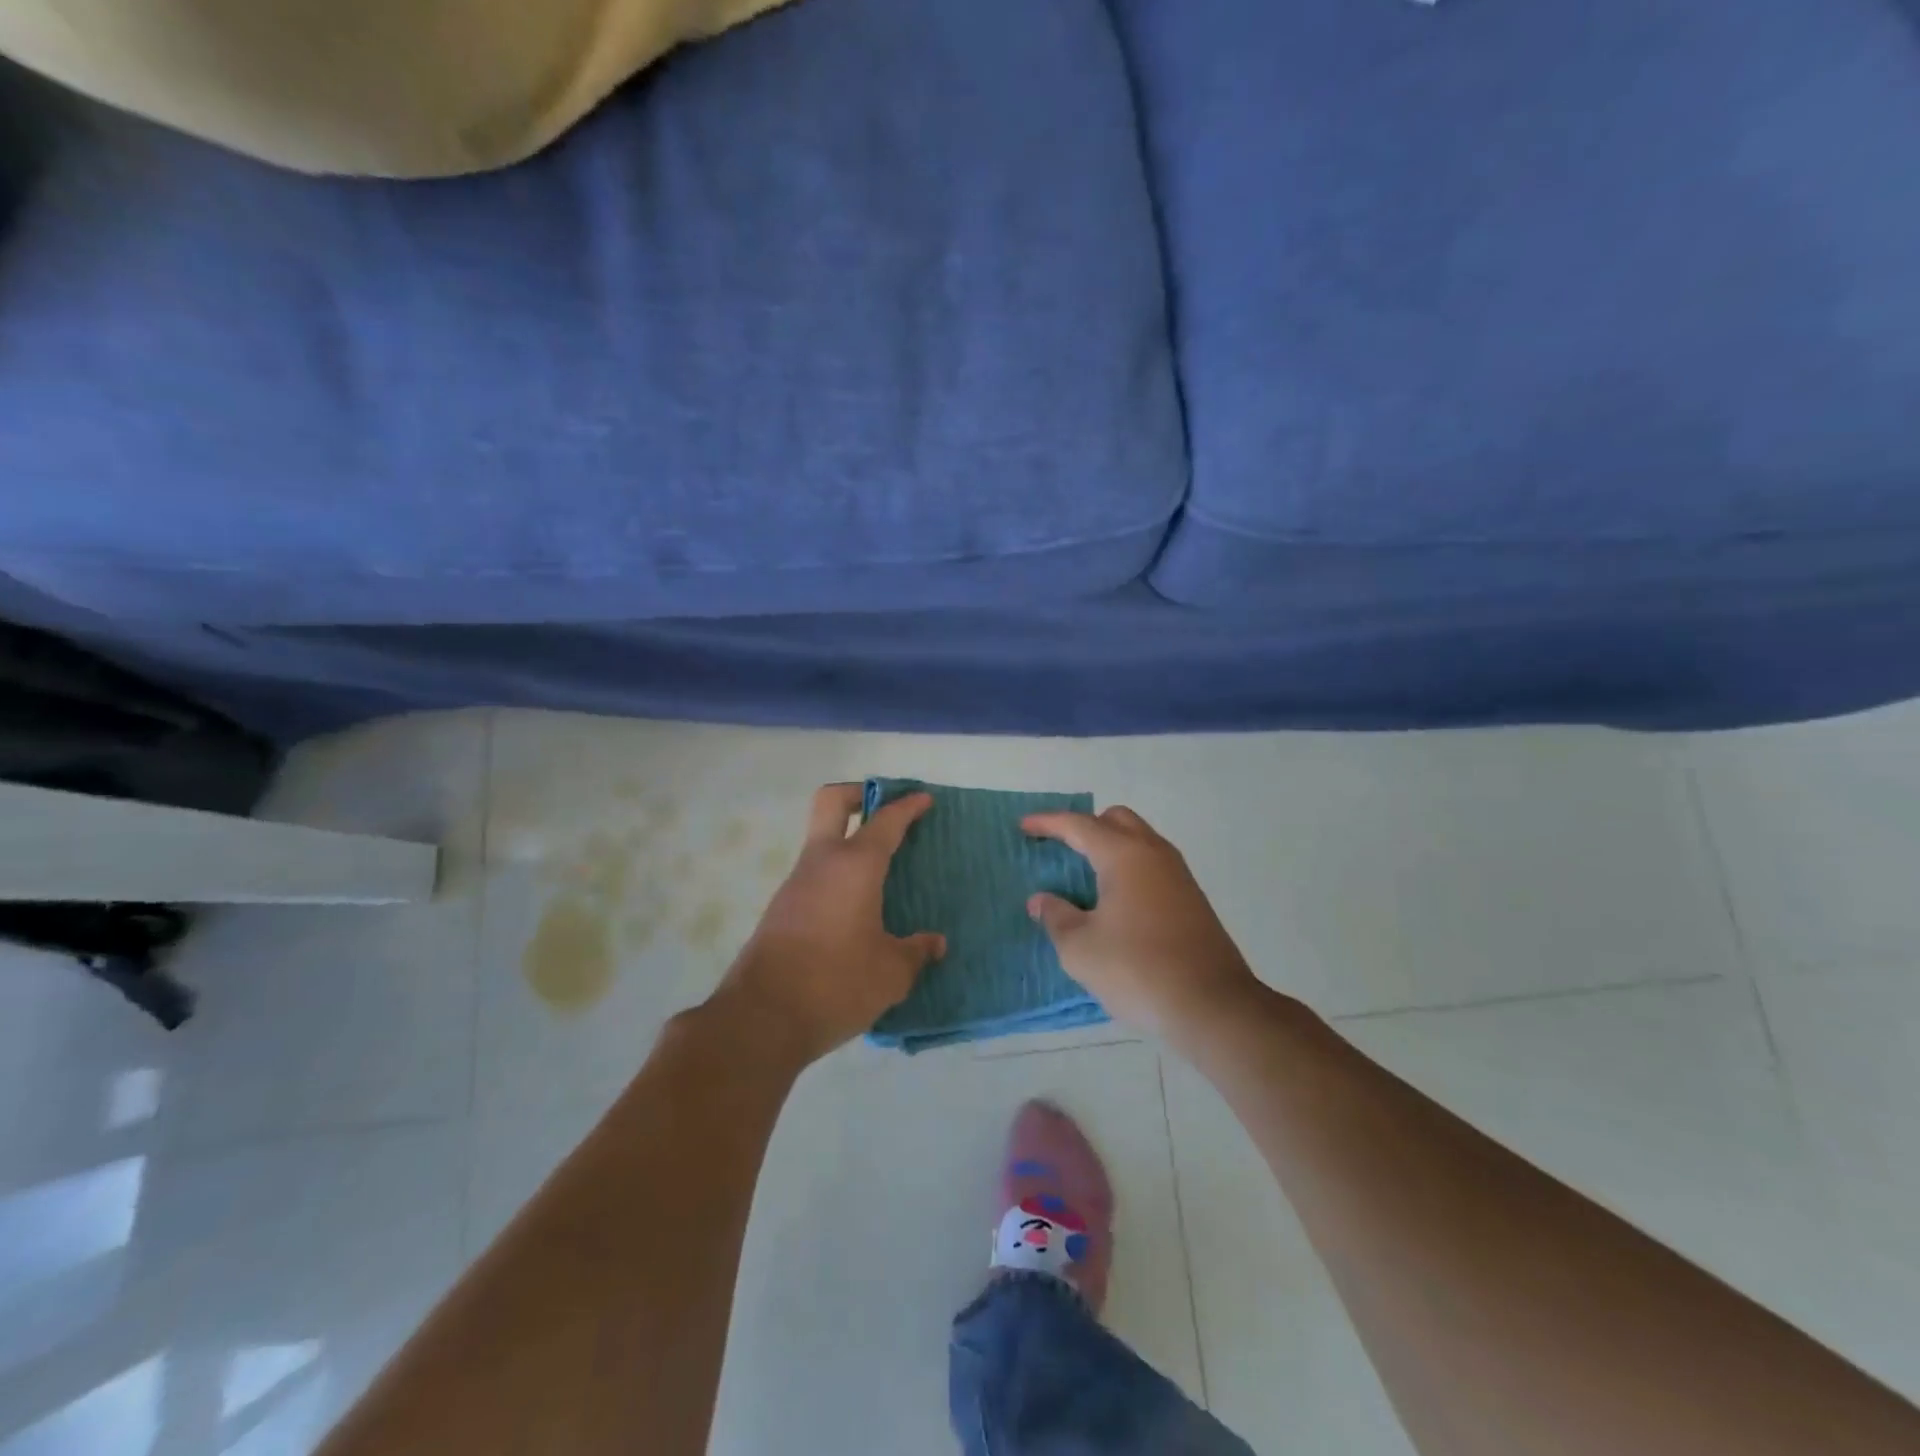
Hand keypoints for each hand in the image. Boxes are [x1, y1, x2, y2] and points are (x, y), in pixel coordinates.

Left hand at [715, 784, 944, 1063]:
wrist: (761, 1019)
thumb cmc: (836, 984)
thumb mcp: (890, 973)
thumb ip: (916, 952)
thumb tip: (935, 944)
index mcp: (855, 866)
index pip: (885, 821)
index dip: (907, 806)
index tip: (923, 799)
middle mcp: (821, 863)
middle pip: (832, 802)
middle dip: (859, 794)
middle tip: (886, 809)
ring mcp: (795, 884)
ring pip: (821, 840)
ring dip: (848, 840)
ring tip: (882, 870)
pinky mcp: (781, 909)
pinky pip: (815, 874)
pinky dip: (838, 874)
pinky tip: (857, 907)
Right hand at [1023, 806, 1258, 1039]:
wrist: (1213, 1007)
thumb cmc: (1138, 970)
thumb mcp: (1080, 949)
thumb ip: (1056, 917)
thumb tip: (1041, 900)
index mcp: (1124, 855)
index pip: (1079, 825)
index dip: (1048, 823)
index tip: (1024, 826)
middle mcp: (1154, 854)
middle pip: (1116, 820)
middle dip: (1085, 826)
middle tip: (1060, 848)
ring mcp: (1179, 875)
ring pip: (1139, 841)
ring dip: (1110, 847)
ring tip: (1084, 875)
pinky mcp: (1192, 899)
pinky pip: (1152, 865)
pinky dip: (1128, 868)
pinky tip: (1115, 901)